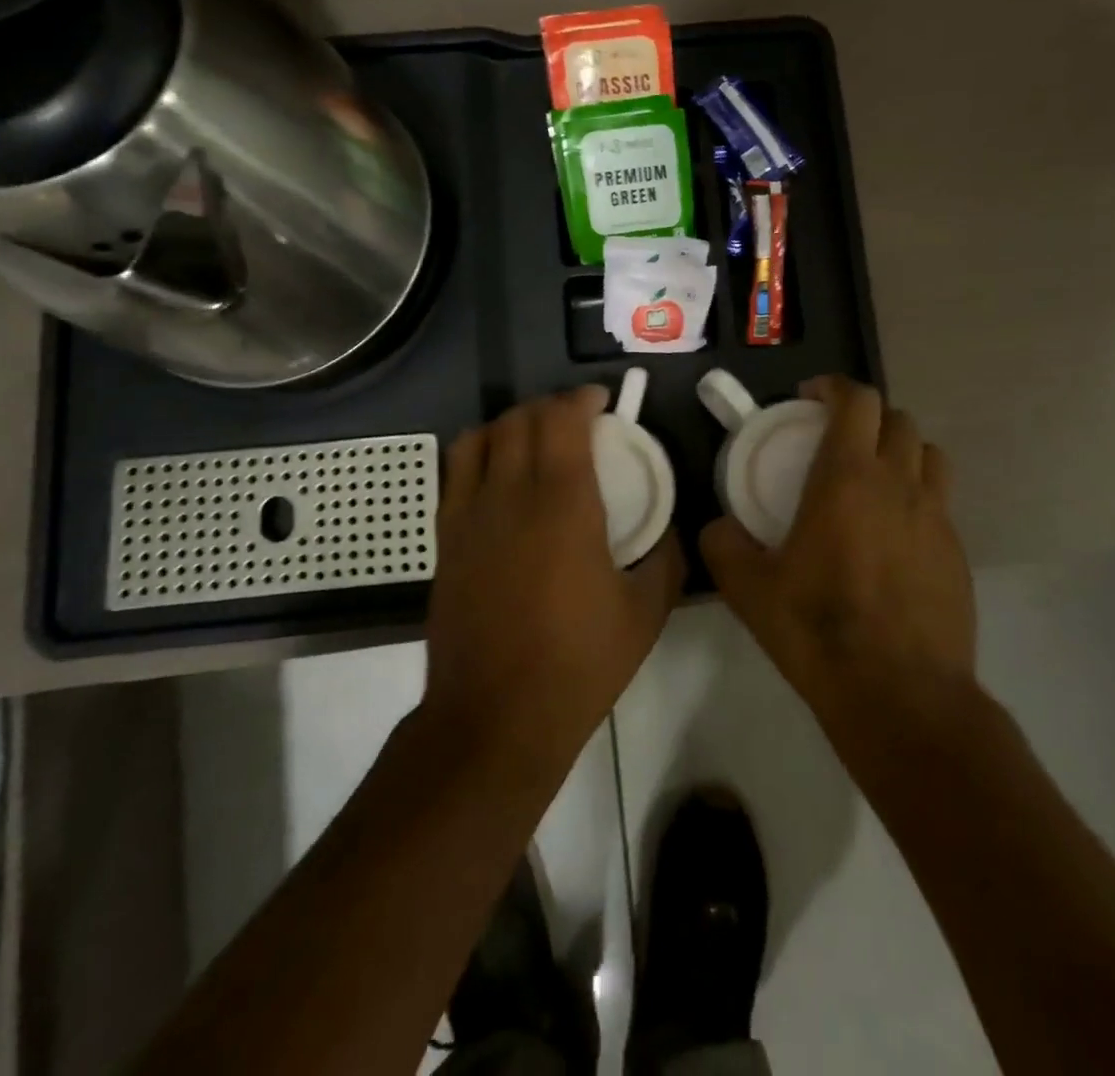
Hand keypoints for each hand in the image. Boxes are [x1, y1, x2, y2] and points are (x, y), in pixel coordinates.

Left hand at [423, 386, 683, 769]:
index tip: (601, 401)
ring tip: (534, 438)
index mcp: (563, 504)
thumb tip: (669, 531)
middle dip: (549, 406)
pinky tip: (499, 475)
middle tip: (575, 420)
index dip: (581, 398)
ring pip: (480, 437)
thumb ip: (665, 559)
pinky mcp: (446, 538)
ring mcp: (470, 514)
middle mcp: (510, 495)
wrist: (496, 715)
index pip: (562, 420)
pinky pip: (456, 472)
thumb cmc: (578, 662)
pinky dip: (479, 452)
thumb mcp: (646, 613)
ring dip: (510, 423)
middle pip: (520, 419)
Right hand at [700, 377, 975, 714]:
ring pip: (929, 454)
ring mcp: (937, 517)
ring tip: (873, 477)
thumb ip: (723, 545)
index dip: (834, 386)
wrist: (900, 695)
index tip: (810, 397)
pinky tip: (893, 536)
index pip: (857, 400)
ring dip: (900, 450)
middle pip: (898, 418)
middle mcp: (900, 483)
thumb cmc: (819, 630)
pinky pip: (940, 502)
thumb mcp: (749, 589)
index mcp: (848, 478)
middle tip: (837, 439)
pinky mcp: (958, 552)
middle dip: (867, 416)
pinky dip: (917, 496)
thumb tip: (718, 527)